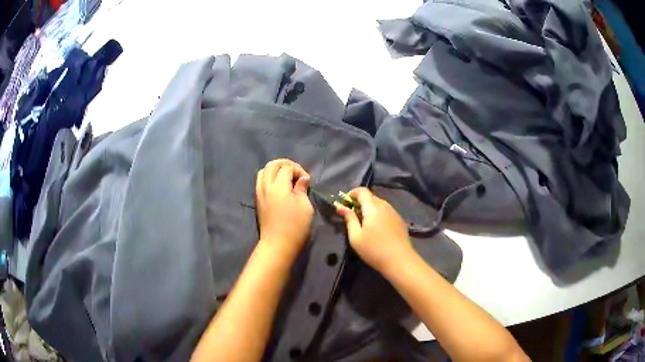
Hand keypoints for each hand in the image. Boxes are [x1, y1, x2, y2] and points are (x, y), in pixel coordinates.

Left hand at [256, 159, 313, 261]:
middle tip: (296, 172)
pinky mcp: (257, 200)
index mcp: (279, 186)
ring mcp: (259, 193)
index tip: (307, 180)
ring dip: (275, 169)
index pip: (287, 168)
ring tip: (286, 176)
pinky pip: (260, 181)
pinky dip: (269, 177)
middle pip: (272, 165)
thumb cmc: (295, 227)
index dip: (299, 170)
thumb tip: (302, 178)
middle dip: (285, 164)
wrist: (277, 245)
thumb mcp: (305, 206)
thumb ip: (302, 189)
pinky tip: (278, 185)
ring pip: (263, 171)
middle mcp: (266, 186)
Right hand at [335, 187, 414, 271]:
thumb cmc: (374, 249)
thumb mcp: (356, 236)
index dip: (352, 193)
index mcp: (373, 207)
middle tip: (352, 215)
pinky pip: (386, 211)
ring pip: (379, 204)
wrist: (399, 260)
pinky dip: (378, 214)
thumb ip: (349, 219)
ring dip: (369, 209)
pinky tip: (376, 228)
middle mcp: (385, 205)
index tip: (345, 203)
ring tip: (364, 223)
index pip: (362, 191)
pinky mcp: (399, 220)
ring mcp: (394, 212)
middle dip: (360, 202)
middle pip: (371, 197)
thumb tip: (341, 206)